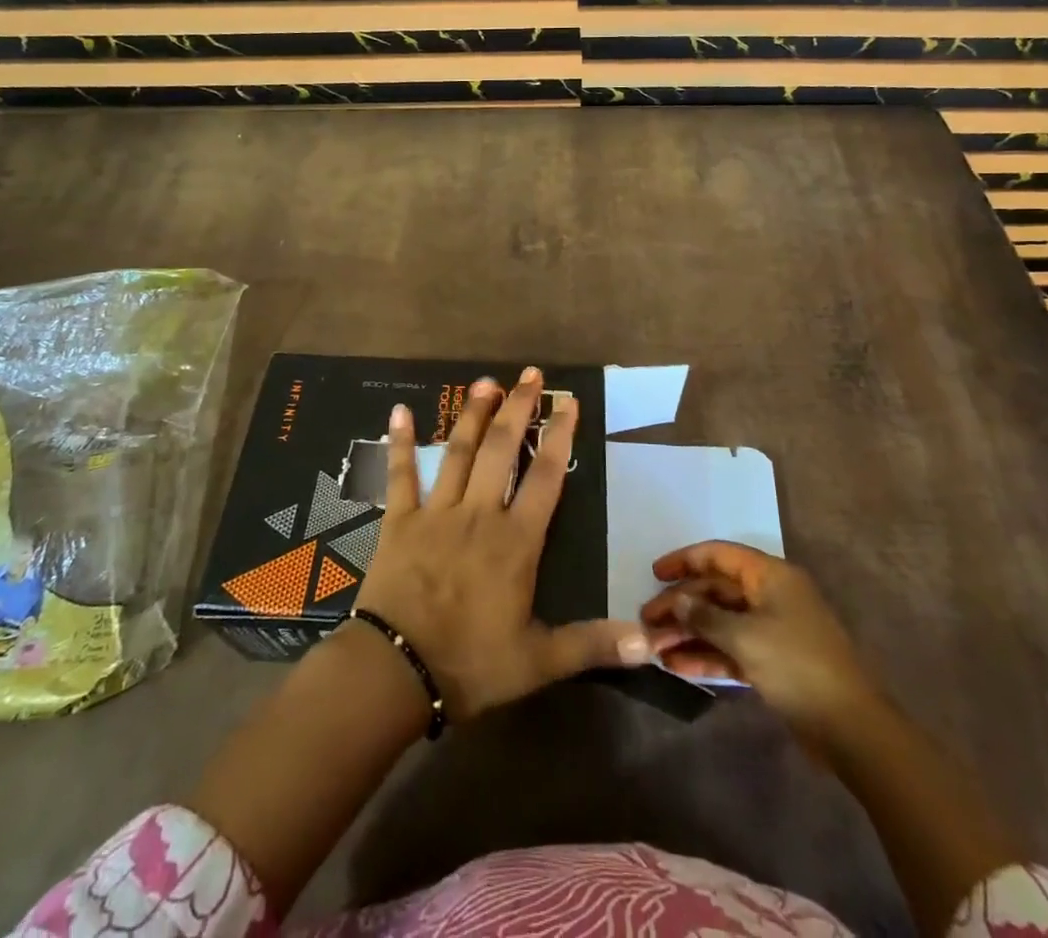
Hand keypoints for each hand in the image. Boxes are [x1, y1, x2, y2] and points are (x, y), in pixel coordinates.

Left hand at [354, 368, 650, 721]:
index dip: (560, 436)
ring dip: (472, 415)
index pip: (546, 476)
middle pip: (502, 450)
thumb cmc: (471, 663)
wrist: (397, 672)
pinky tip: (400, 411)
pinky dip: (400, 443)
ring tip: (485, 381)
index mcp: (516, 541)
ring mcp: (437, 512)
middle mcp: (480, 514)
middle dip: (518, 408)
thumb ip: (592, 644)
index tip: (568, 402)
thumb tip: (650, 643)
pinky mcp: (400, 521)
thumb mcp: (539, 661)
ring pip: (459, 452)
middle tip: (529, 375)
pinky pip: (401, 475)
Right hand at [641, 541, 880, 740]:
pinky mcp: (772, 662)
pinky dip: (707, 655)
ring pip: (721, 622)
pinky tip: (678, 667)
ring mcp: (772, 630)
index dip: (685, 561)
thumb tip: (677, 600)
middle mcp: (770, 595)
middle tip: (647, 622)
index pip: (719, 555)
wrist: (851, 728)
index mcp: (770, 576)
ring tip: (655, 649)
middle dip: (681, 605)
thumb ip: (706, 616)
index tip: (654, 574)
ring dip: (689, 633)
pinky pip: (731, 649)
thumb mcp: (746, 637)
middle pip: (716, 591)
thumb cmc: (798, 666)